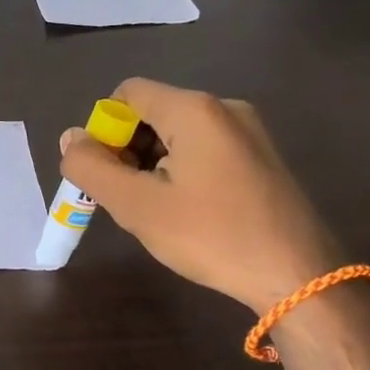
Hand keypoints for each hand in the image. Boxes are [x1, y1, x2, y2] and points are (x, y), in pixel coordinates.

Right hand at [58, 79, 342, 314]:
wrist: (299, 275)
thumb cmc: (210, 235)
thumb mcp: (136, 205)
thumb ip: (92, 167)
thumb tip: (70, 138)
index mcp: (194, 109)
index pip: (127, 94)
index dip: (104, 130)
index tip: (108, 175)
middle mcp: (225, 108)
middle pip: (153, 113)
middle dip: (128, 151)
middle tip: (128, 199)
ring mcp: (249, 133)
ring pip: (178, 136)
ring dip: (154, 166)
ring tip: (158, 212)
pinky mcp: (262, 158)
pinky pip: (205, 151)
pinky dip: (182, 173)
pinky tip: (189, 213)